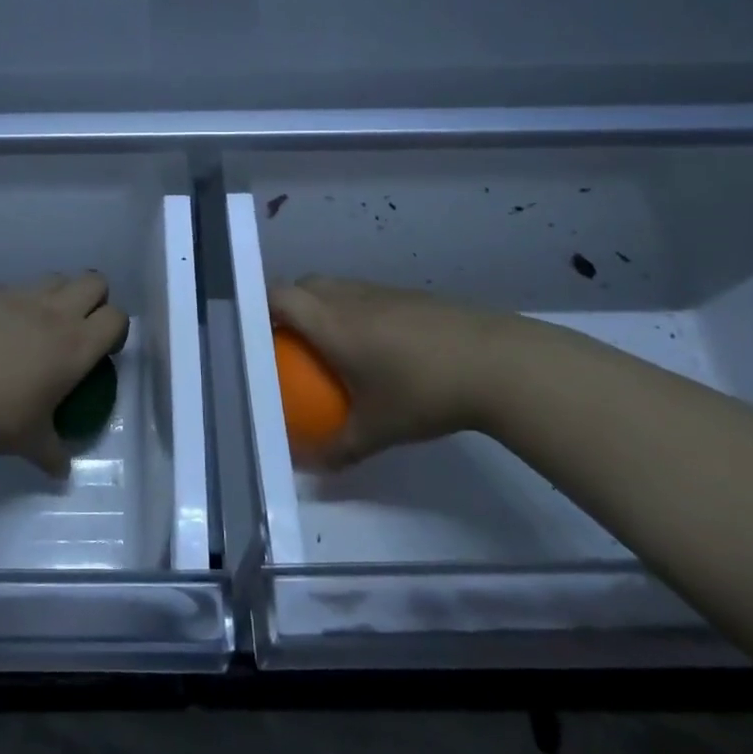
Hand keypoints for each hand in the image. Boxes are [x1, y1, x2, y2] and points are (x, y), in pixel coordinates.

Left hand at [0, 274, 129, 476]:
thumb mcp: (30, 442)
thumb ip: (53, 454)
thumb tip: (62, 473)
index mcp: (76, 345)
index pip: (117, 317)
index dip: (116, 330)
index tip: (103, 351)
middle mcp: (55, 313)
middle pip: (94, 282)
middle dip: (95, 299)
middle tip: (79, 328)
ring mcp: (21, 297)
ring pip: (56, 278)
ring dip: (59, 294)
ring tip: (42, 324)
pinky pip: (16, 287)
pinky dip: (19, 302)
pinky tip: (1, 328)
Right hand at [267, 276, 540, 468]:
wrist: (498, 363)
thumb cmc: (424, 392)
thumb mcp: (377, 430)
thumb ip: (338, 449)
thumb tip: (308, 469)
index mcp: (331, 321)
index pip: (280, 296)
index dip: (260, 306)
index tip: (254, 330)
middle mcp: (350, 297)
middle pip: (305, 285)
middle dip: (289, 305)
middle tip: (289, 340)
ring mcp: (384, 291)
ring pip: (338, 287)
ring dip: (324, 306)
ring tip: (331, 342)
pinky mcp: (412, 295)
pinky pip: (367, 295)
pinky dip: (356, 311)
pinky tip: (378, 346)